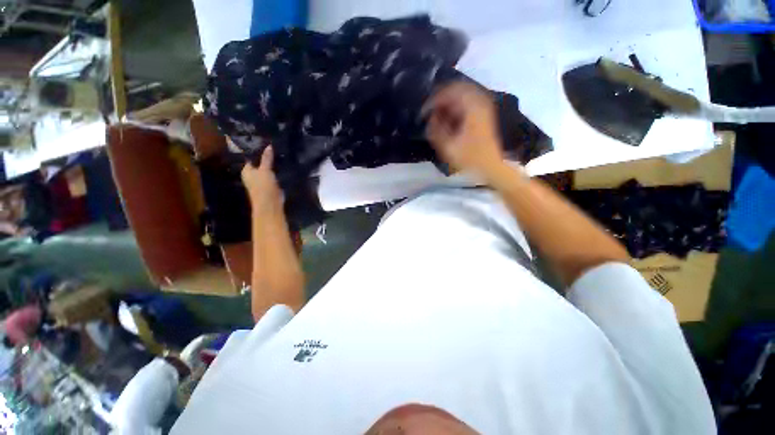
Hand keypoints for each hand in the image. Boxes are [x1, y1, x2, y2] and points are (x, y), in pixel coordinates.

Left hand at [241, 146, 282, 211]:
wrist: (270, 204)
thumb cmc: (263, 186)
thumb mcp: (265, 170)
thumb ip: (267, 158)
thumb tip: (269, 145)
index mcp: (246, 170)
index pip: (250, 157)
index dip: (257, 150)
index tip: (265, 142)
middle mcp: (252, 175)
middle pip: (259, 163)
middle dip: (265, 157)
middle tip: (274, 146)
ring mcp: (261, 181)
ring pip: (267, 169)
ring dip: (272, 164)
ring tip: (280, 153)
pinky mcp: (270, 185)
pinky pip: (273, 175)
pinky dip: (276, 171)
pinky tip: (282, 165)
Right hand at [423, 82, 505, 180]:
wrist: (491, 165)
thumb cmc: (470, 158)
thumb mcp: (448, 147)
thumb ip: (436, 130)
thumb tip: (430, 118)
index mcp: (472, 106)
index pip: (449, 91)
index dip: (433, 100)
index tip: (423, 113)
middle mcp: (479, 100)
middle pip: (456, 89)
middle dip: (440, 99)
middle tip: (429, 112)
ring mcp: (483, 106)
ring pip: (462, 95)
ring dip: (448, 103)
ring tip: (437, 117)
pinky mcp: (483, 113)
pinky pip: (467, 102)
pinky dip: (455, 107)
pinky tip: (448, 119)